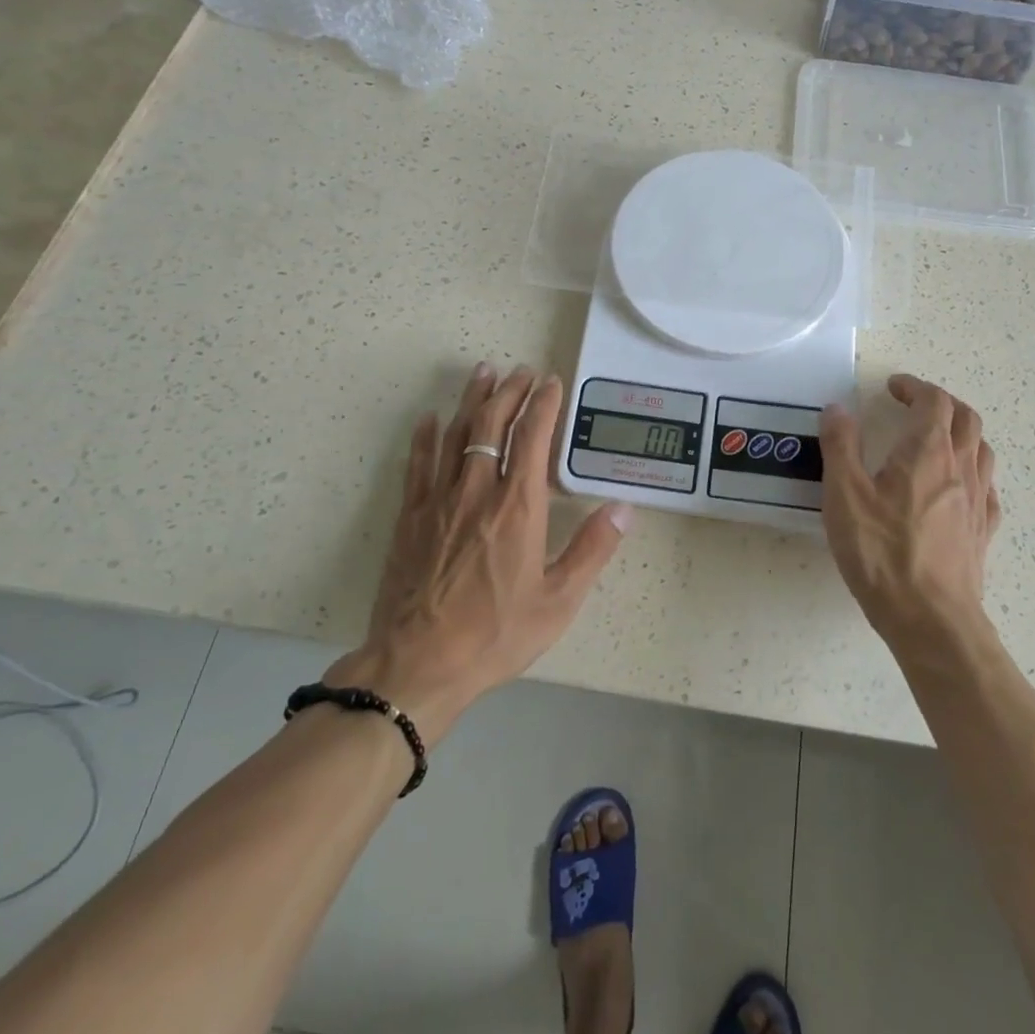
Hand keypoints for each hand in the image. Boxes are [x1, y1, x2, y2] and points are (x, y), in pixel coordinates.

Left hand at [326, 363, 630, 736]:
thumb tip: (624, 508)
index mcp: (517, 506)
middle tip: (521, 370)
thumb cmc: (496, 633)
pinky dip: (425, 437)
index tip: (551, 382)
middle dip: (509, 392)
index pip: (532, 437)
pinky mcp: (411, 517)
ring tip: (484, 373)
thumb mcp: (558, 600)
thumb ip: (592, 549)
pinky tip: (430, 418)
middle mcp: (477, 490)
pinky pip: (418, 464)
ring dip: (471, 399)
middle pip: (491, 424)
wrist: (418, 664)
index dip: (543, 404)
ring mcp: (439, 500)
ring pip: (455, 433)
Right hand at [819, 374, 1000, 651]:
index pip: (934, 401)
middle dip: (941, 402)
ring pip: (982, 450)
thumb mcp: (844, 496)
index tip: (893, 387)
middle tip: (913, 405)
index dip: (915, 387)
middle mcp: (960, 468)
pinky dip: (972, 472)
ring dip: (961, 433)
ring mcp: (977, 502)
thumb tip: (837, 409)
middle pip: (966, 418)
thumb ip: (839, 446)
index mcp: (927, 452)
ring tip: (936, 439)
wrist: (932, 620)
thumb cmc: (883, 553)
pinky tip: (957, 486)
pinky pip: (986, 488)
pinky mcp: (982, 533)